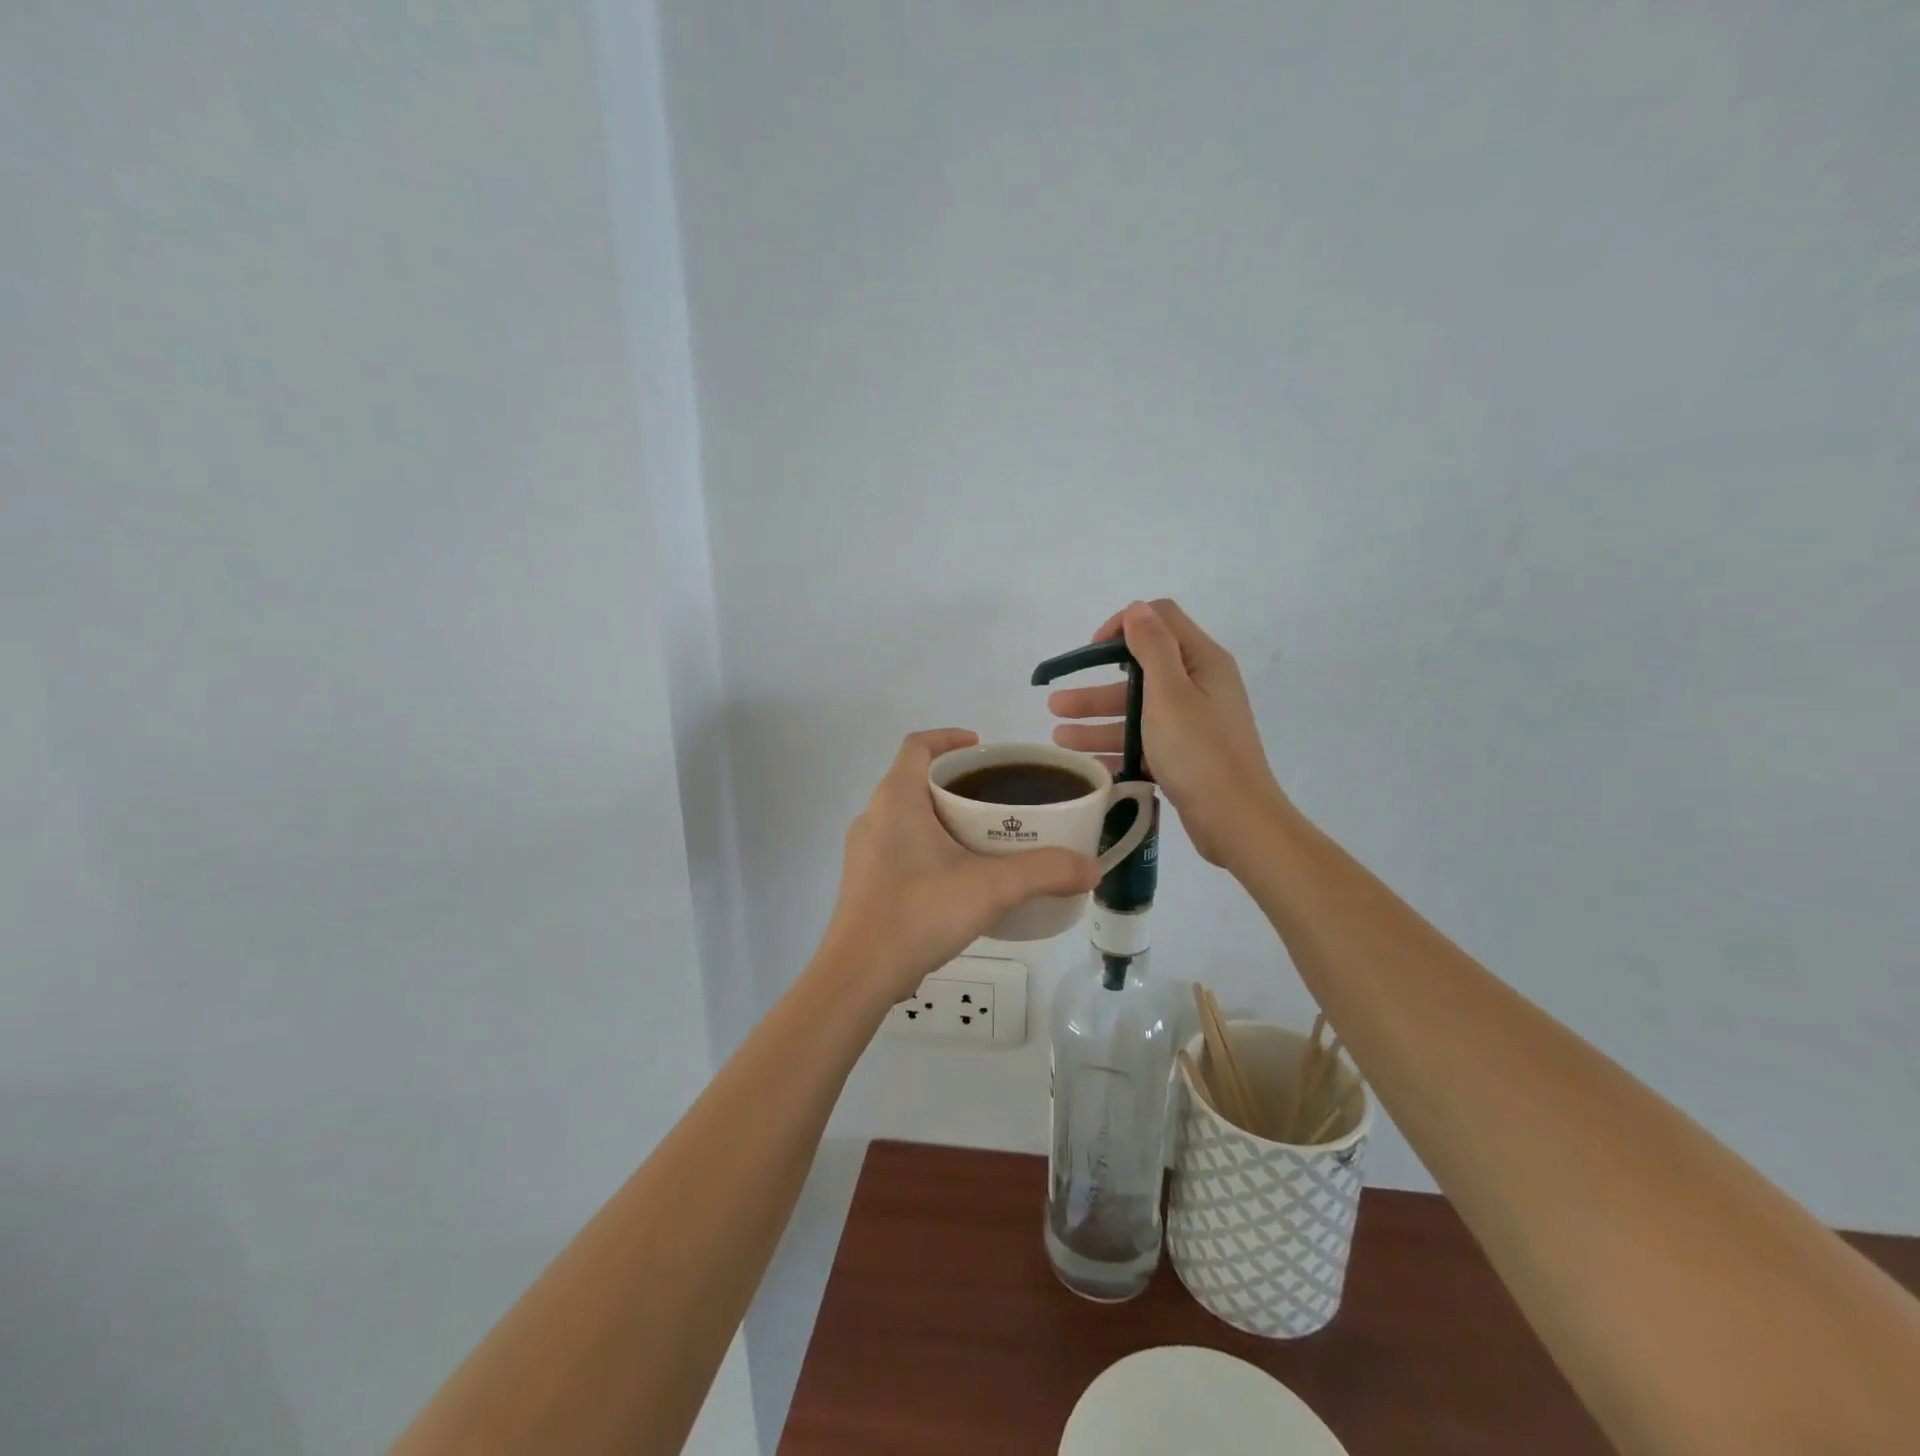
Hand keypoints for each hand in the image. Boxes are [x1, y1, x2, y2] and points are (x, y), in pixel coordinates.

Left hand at [821, 729, 1099, 1002]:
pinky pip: (900, 848)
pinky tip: (958, 878)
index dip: (949, 738)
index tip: (982, 750)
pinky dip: (929, 847)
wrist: (858, 976)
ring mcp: (864, 852)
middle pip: (915, 780)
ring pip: (907, 817)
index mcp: (896, 799)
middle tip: (997, 798)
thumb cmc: (918, 913)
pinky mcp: (864, 883)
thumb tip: (1092, 867)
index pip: (918, 745)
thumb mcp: (990, 888)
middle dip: (956, 783)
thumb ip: (1044, 872)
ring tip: (984, 837)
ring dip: (942, 817)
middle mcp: (873, 816)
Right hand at [1049, 600, 1286, 865]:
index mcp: (1202, 662)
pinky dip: (1116, 749)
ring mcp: (1193, 723)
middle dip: (1095, 688)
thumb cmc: (1199, 752)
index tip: (1090, 652)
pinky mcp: (1186, 755)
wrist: (1237, 822)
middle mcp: (1199, 686)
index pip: (1160, 621)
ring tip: (1058, 739)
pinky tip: (1086, 764)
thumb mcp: (1170, 694)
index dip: (1122, 627)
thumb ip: (1152, 647)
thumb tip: (1137, 608)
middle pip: (1140, 674)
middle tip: (1056, 705)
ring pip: (1137, 712)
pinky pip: (1144, 742)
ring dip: (1097, 721)